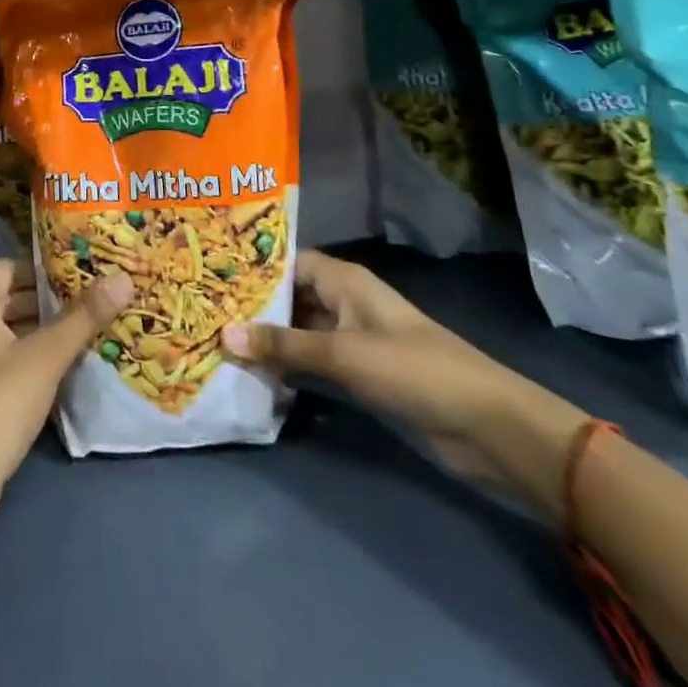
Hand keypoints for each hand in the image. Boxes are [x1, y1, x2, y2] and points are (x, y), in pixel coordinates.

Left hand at [0, 257, 132, 538]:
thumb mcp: (46, 359)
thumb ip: (84, 317)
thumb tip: (123, 278)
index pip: (7, 268)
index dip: (42, 273)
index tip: (76, 282)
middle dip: (36, 305)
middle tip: (78, 312)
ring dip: (20, 335)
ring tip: (62, 344)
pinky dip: (0, 360)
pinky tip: (31, 379)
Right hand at [222, 251, 587, 520]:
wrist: (484, 426)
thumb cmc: (412, 369)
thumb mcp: (342, 353)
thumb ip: (284, 344)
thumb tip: (224, 335)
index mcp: (344, 280)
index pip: (287, 260)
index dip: (252, 266)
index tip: (209, 274)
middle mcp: (344, 302)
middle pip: (290, 296)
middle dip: (253, 306)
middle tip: (203, 313)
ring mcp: (352, 339)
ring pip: (299, 331)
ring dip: (268, 340)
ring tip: (216, 343)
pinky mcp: (359, 374)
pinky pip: (313, 362)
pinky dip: (288, 367)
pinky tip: (254, 375)